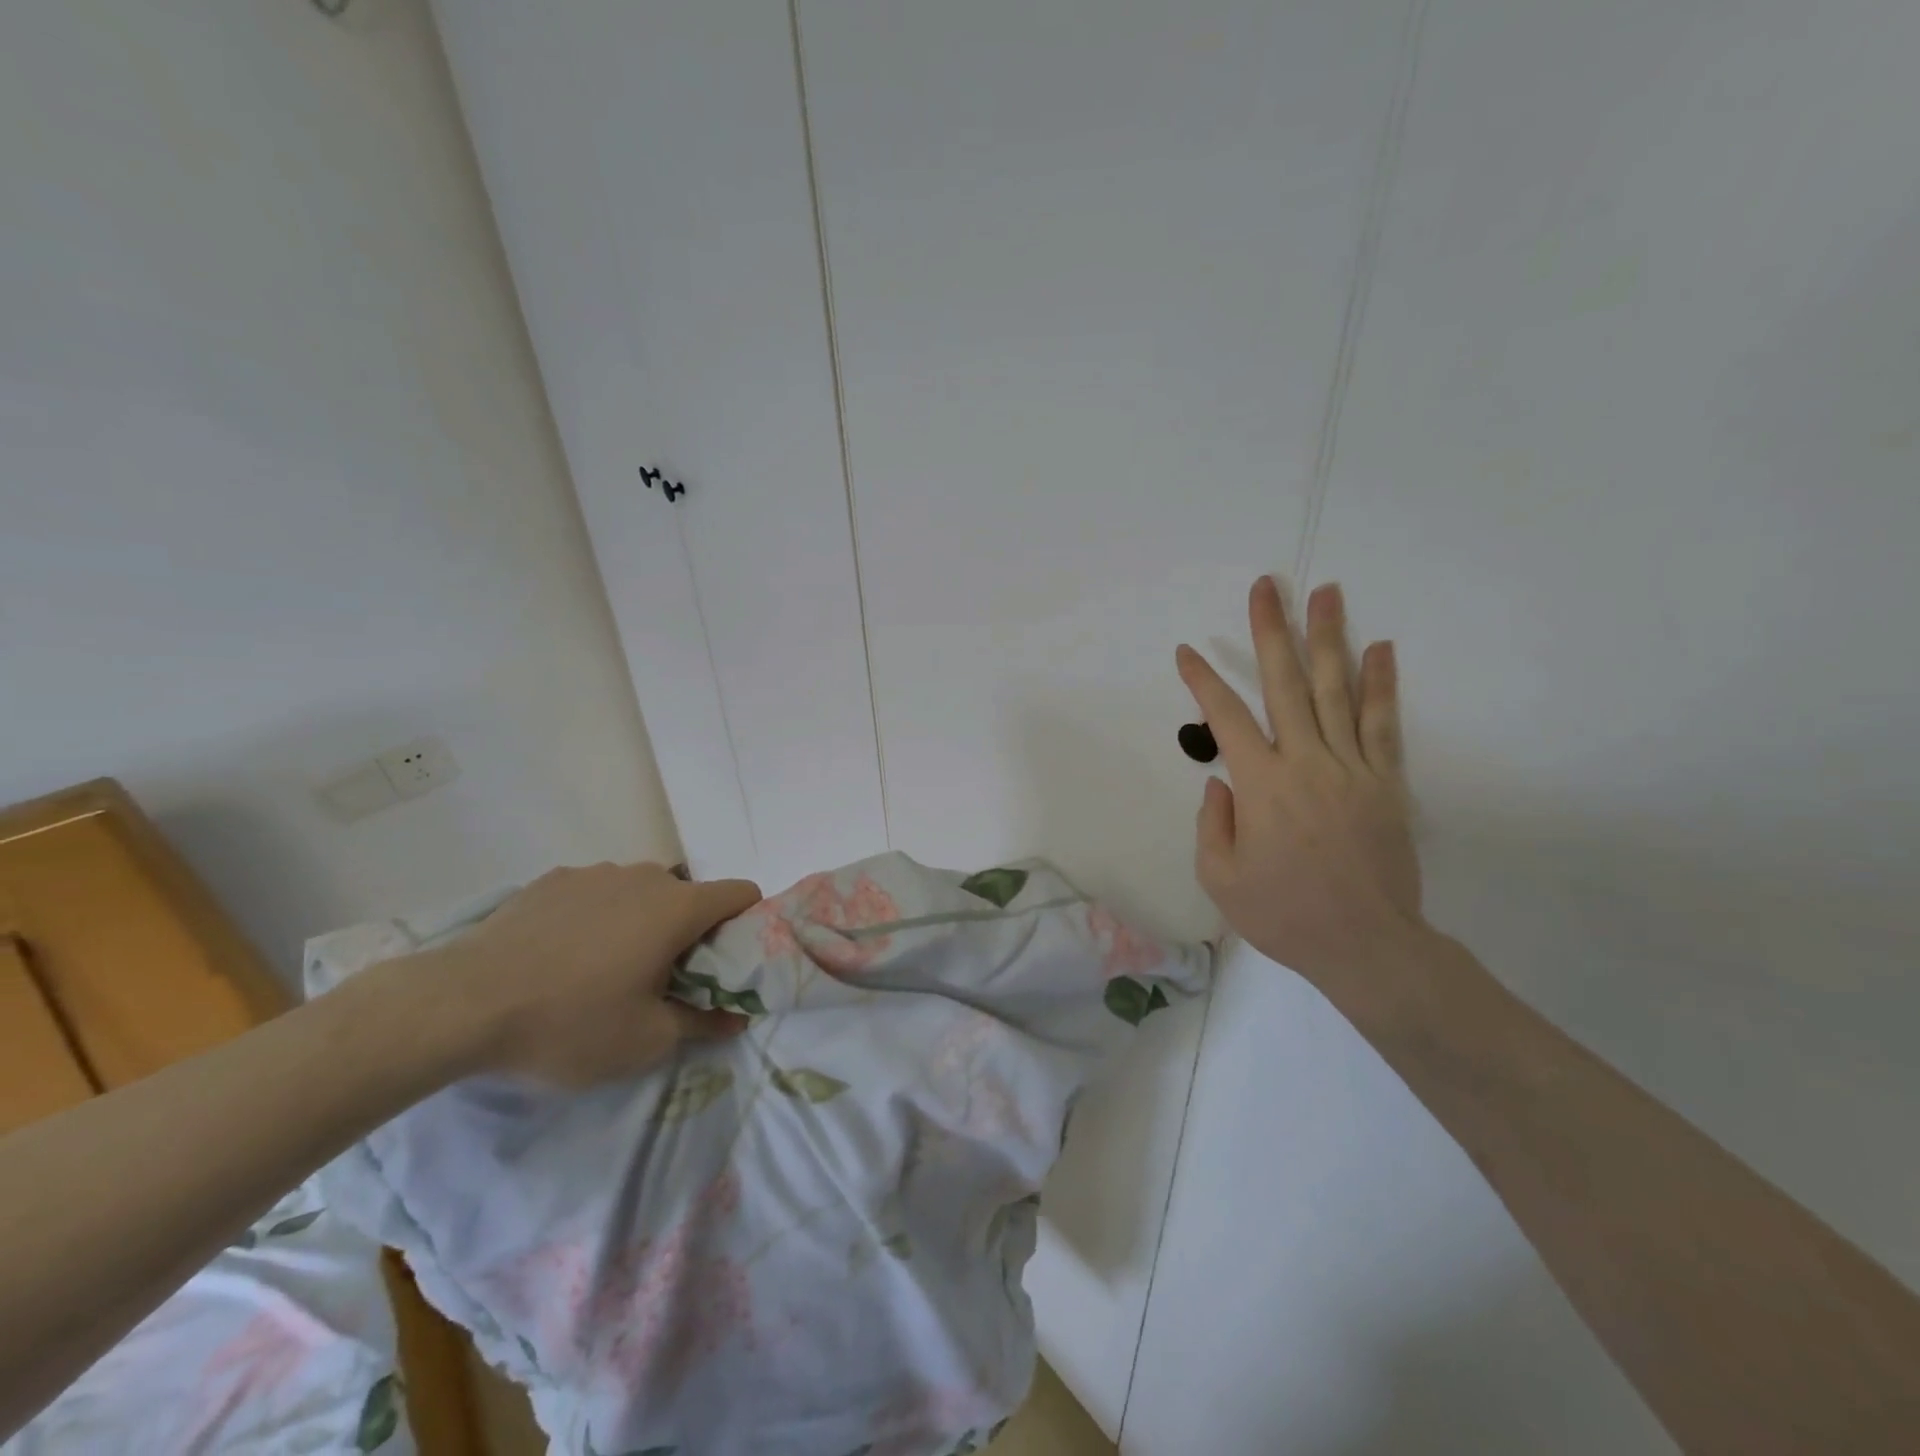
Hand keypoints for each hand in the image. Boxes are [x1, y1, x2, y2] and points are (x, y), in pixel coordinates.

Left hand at [385, 862, 762, 1087]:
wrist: (460, 1005)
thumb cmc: (569, 1023)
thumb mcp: (646, 1041)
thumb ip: (703, 1023)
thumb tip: (736, 1017)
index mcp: (678, 907)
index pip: (741, 894)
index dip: (746, 924)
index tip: (724, 963)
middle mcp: (645, 877)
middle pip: (689, 896)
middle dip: (687, 932)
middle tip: (660, 979)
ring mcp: (595, 873)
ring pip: (640, 893)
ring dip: (640, 922)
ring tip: (602, 969)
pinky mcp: (553, 879)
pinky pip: (596, 894)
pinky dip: (596, 917)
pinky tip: (560, 956)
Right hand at [1177, 578, 1423, 988]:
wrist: (1367, 945)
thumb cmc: (1284, 914)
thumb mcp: (1220, 878)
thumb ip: (1213, 823)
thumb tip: (1221, 782)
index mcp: (1261, 785)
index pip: (1225, 717)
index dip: (1202, 681)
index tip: (1186, 651)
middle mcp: (1306, 762)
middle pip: (1286, 683)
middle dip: (1271, 631)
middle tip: (1266, 586)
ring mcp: (1352, 768)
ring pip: (1338, 690)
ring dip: (1328, 638)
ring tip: (1324, 592)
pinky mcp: (1386, 782)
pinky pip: (1383, 724)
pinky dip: (1382, 683)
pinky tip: (1381, 647)